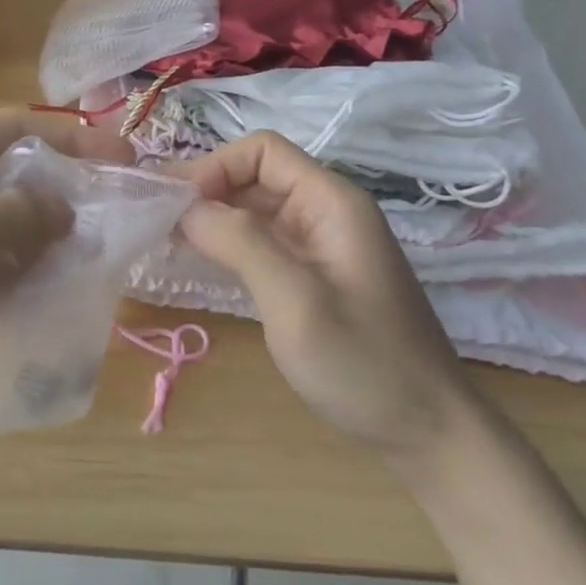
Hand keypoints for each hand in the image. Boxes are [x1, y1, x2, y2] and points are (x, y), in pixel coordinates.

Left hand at [0, 111, 126, 408]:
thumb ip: (15, 217)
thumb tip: (67, 208)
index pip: (18, 130)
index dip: (75, 140)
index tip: (125, 159)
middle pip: (12, 177)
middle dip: (59, 198)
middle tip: (107, 225)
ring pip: (0, 223)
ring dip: (37, 240)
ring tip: (82, 264)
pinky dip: (10, 271)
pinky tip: (37, 293)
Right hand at [172, 130, 478, 462]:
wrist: (429, 433)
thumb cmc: (363, 363)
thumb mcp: (295, 301)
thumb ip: (240, 243)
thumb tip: (186, 207)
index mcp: (331, 202)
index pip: (262, 151)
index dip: (215, 167)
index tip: (176, 204)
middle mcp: (325, 211)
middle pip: (255, 176)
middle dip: (206, 190)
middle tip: (156, 219)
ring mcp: (320, 244)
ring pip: (255, 209)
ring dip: (212, 218)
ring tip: (165, 238)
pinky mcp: (313, 274)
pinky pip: (262, 241)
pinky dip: (228, 244)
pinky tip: (198, 261)